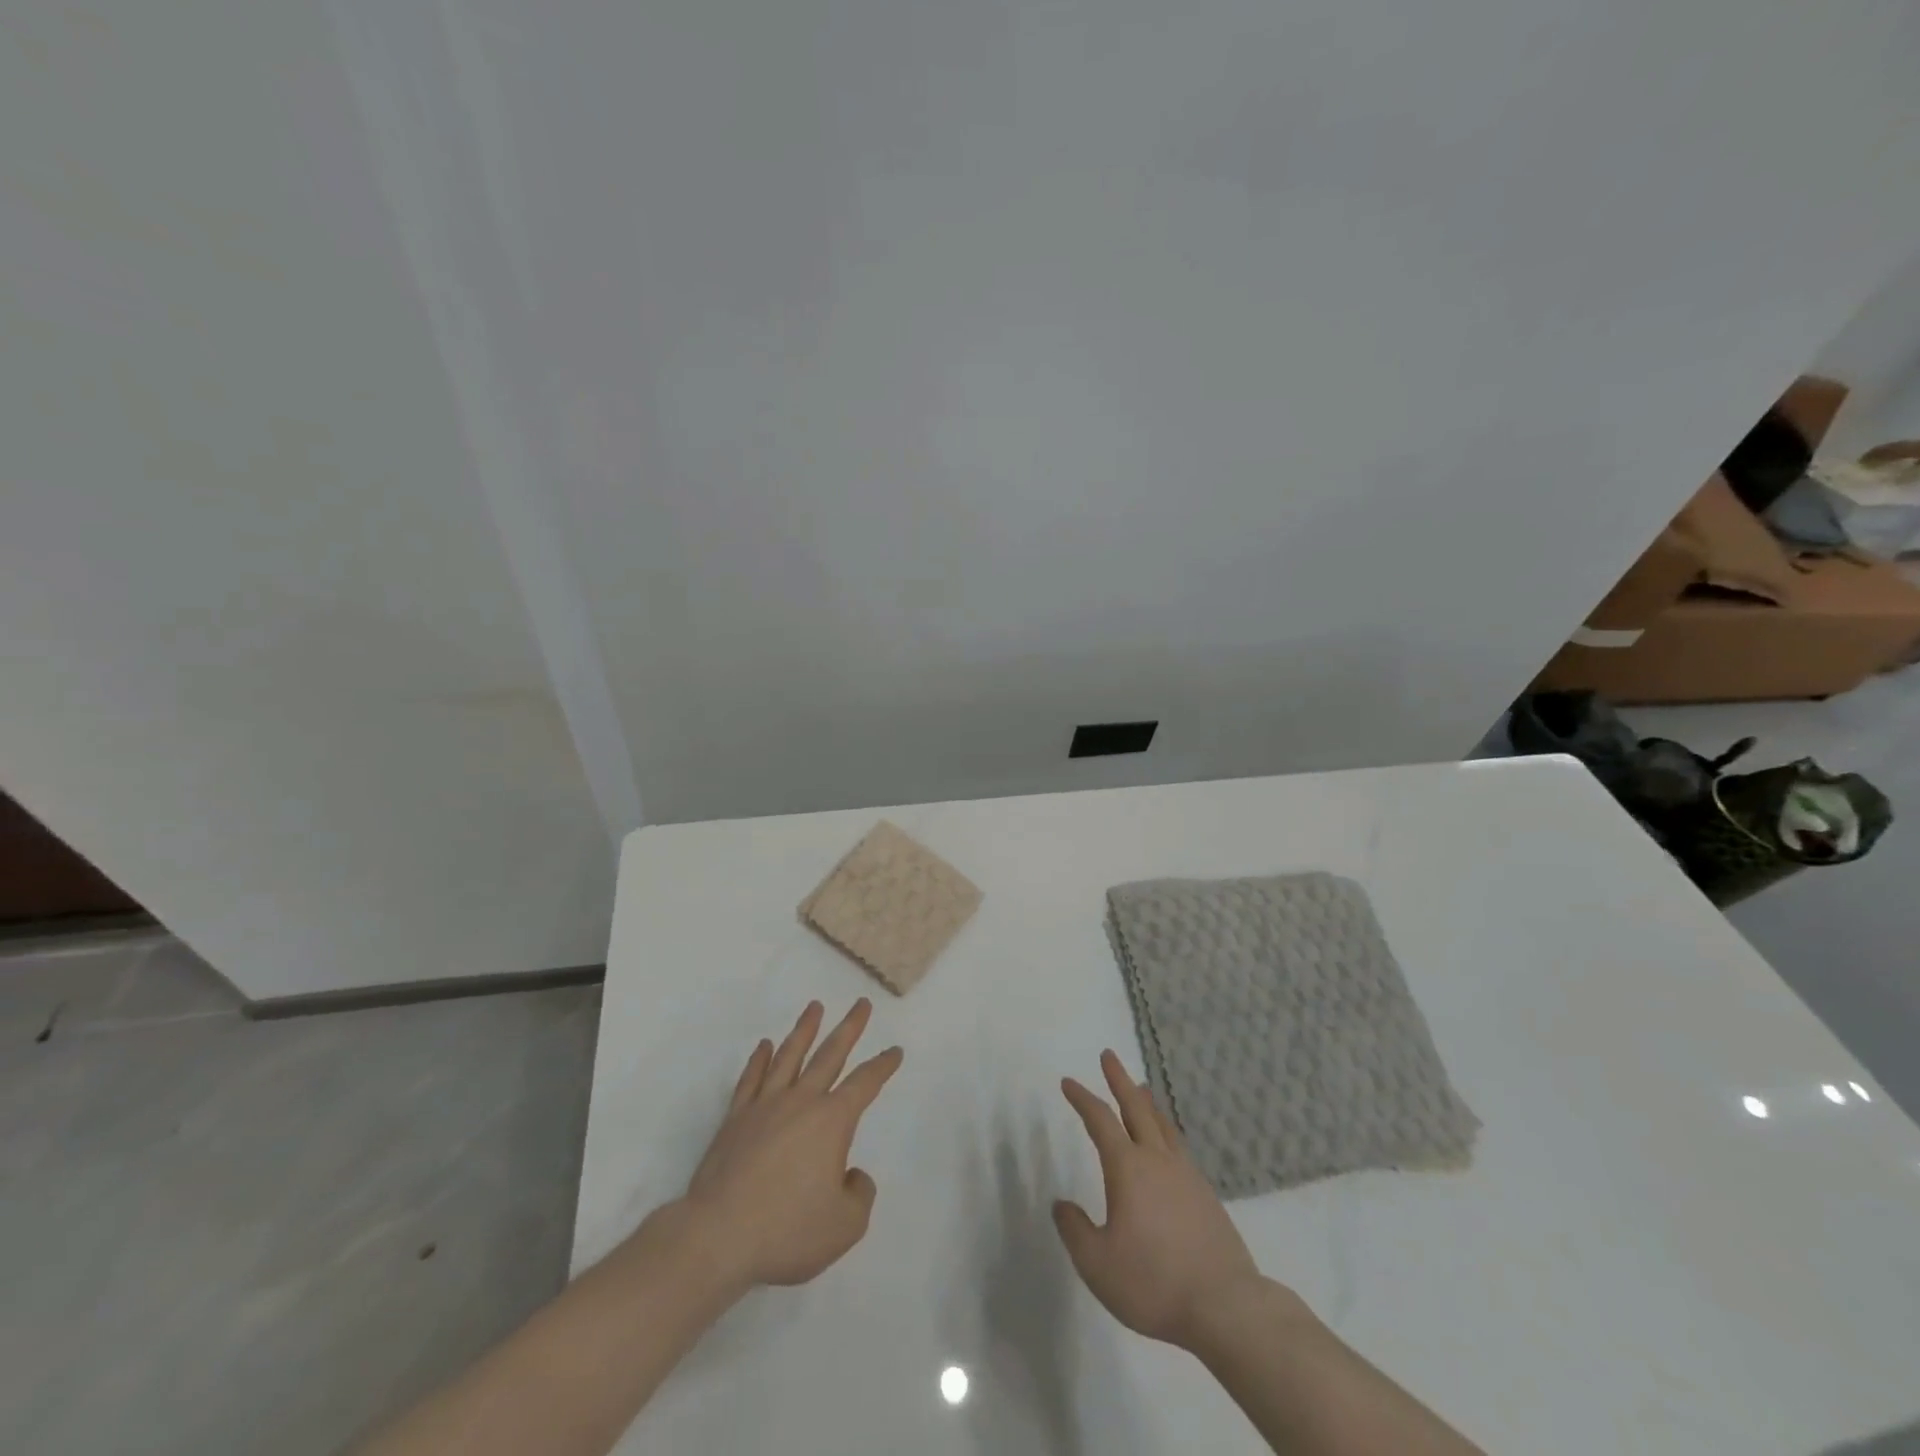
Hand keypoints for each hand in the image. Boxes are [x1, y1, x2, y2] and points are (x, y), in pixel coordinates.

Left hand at [682, 999, 902, 1289]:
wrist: (718, 1237)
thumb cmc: (787, 1230)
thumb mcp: (844, 1226)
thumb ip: (859, 1194)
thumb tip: (851, 1174)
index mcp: (832, 1121)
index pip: (864, 1084)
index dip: (882, 1066)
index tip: (895, 1051)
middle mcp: (801, 1102)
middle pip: (829, 1055)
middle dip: (849, 1028)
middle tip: (861, 1004)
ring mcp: (764, 1106)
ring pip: (789, 1056)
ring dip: (805, 1030)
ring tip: (814, 1007)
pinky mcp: (735, 1119)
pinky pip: (751, 1079)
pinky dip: (759, 1059)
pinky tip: (764, 1045)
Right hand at [1054, 1050, 1264, 1351]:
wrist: (1225, 1306)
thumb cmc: (1153, 1282)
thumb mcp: (1097, 1264)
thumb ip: (1075, 1231)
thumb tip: (1062, 1204)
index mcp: (1128, 1169)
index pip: (1099, 1121)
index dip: (1082, 1098)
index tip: (1068, 1082)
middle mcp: (1157, 1160)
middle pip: (1135, 1108)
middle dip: (1119, 1080)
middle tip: (1109, 1055)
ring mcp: (1185, 1175)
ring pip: (1161, 1124)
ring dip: (1146, 1101)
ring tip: (1140, 1086)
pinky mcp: (1205, 1195)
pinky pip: (1178, 1146)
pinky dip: (1165, 1129)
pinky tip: (1167, 1141)